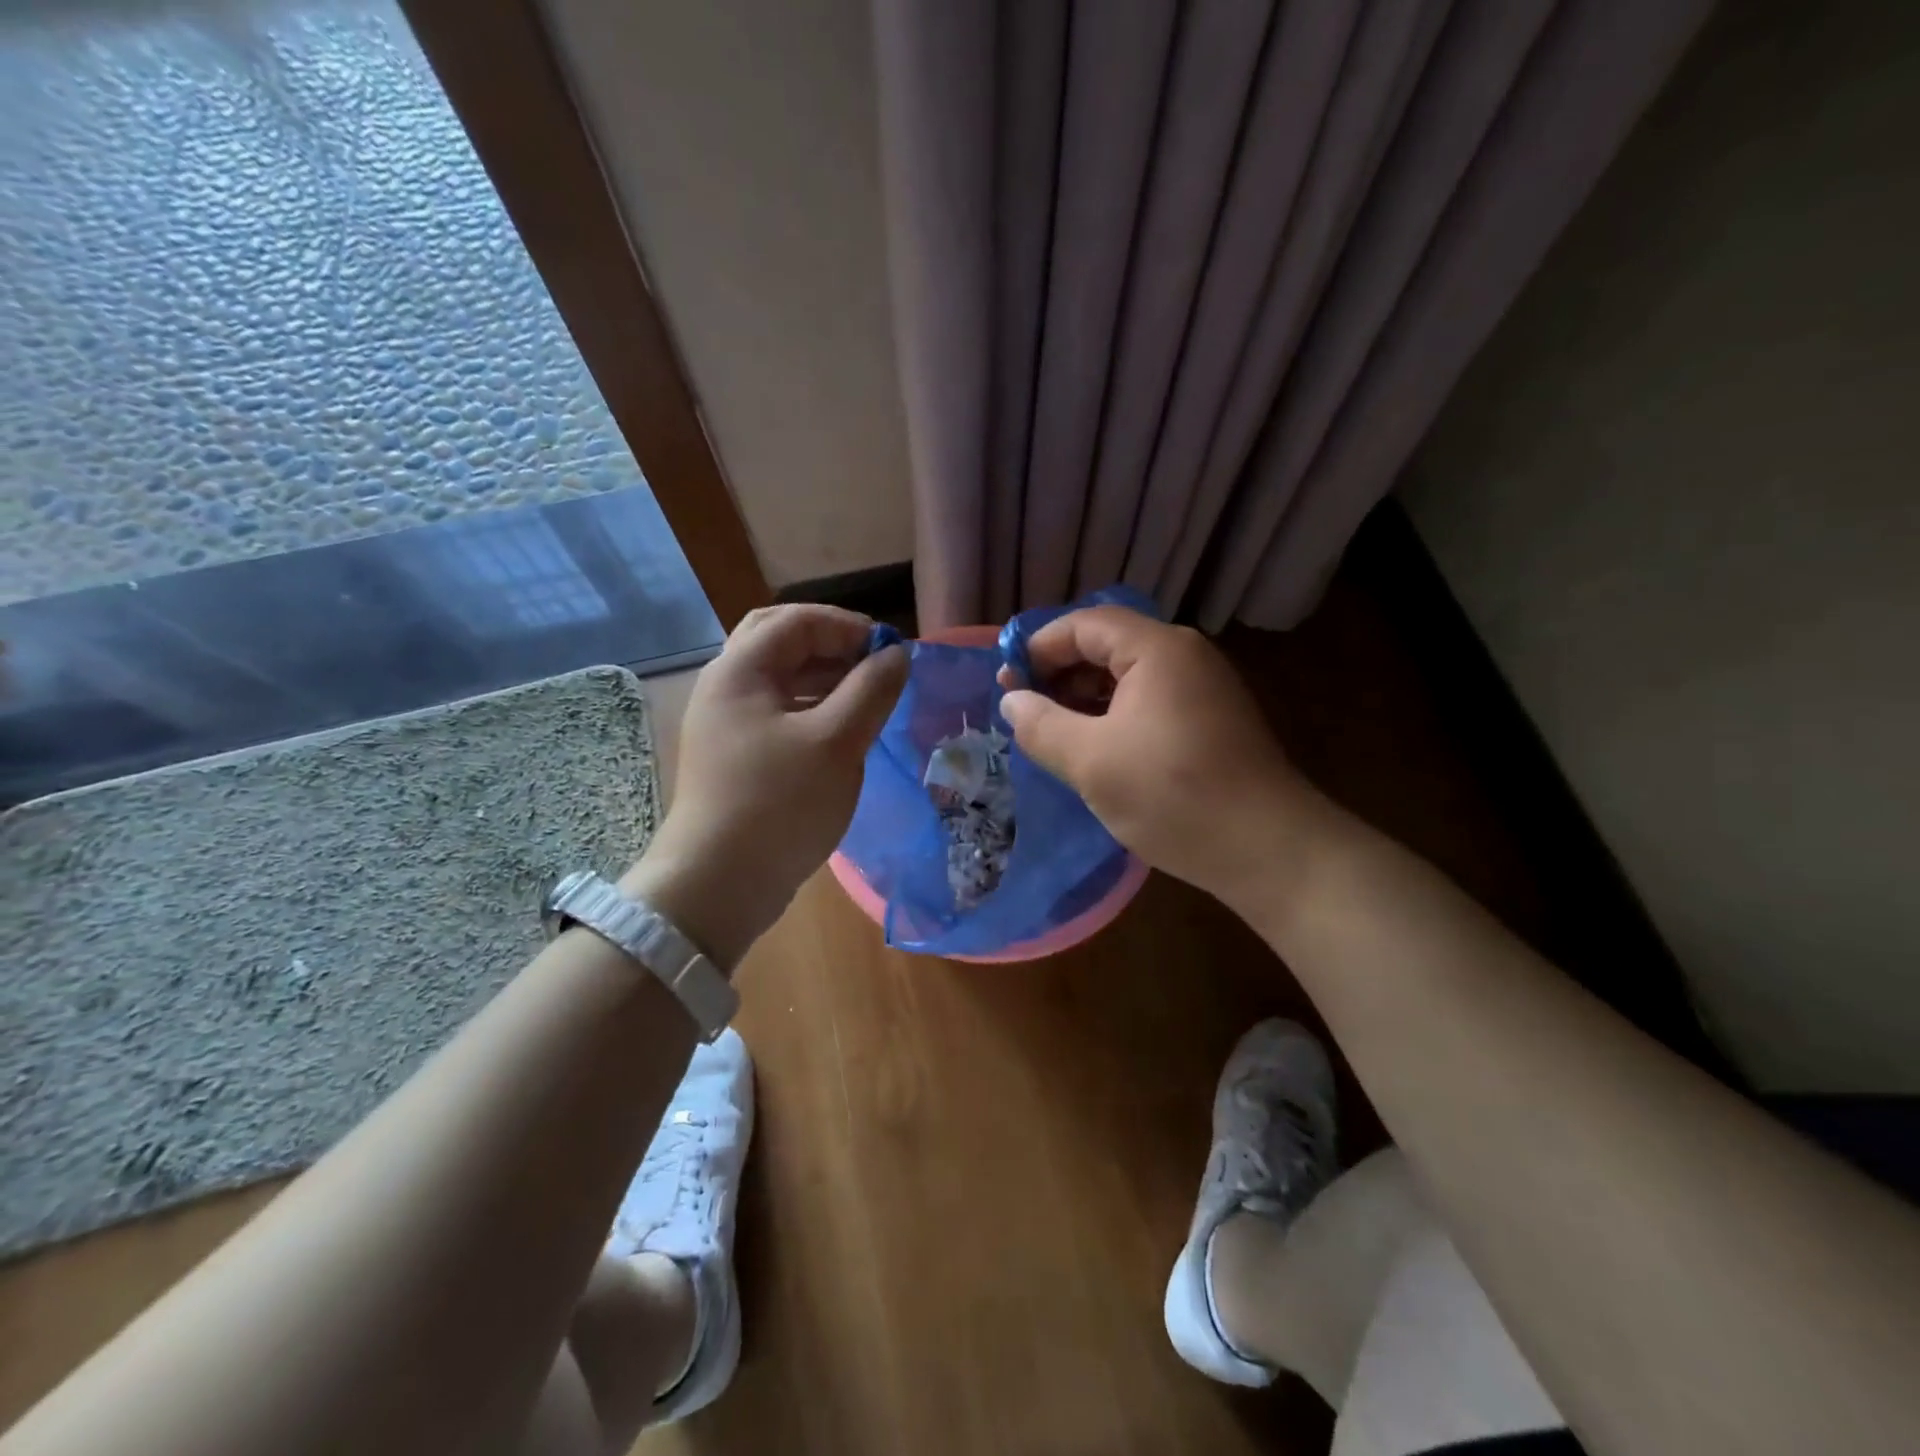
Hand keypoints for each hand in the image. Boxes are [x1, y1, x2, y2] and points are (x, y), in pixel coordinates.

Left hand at [622, 604, 906, 967]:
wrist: (718, 884)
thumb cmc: (779, 804)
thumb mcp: (836, 743)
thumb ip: (871, 690)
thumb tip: (897, 655)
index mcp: (740, 670)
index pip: (798, 620)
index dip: (849, 627)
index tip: (892, 651)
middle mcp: (726, 687)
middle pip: (781, 641)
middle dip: (832, 645)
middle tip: (873, 664)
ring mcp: (727, 723)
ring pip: (780, 679)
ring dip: (825, 677)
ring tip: (868, 697)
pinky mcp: (735, 755)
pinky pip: (778, 712)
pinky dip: (812, 708)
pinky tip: (843, 731)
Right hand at [998, 607, 1312, 907]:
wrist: (1268, 850)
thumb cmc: (1173, 796)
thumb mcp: (1091, 761)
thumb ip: (1041, 725)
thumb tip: (1011, 701)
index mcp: (1157, 650)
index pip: (1084, 625)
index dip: (1038, 648)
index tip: (1006, 685)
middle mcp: (1184, 656)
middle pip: (1107, 646)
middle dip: (1059, 674)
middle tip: (1023, 712)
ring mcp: (1202, 688)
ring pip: (1127, 677)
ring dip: (1084, 698)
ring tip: (1051, 734)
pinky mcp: (1210, 720)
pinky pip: (1149, 702)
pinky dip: (1113, 716)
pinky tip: (1093, 749)